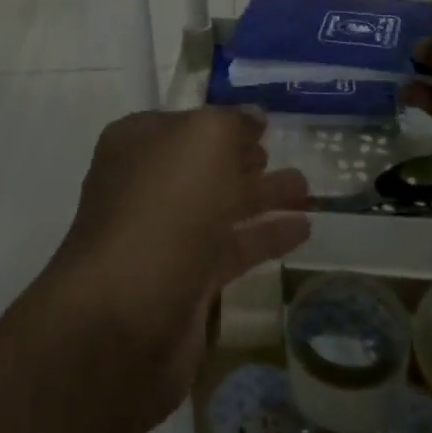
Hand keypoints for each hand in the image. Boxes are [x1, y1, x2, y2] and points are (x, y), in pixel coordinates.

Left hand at [49, 108, 309, 427]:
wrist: (124, 316)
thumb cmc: (164, 207)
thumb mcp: (204, 140)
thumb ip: (232, 123)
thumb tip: (252, 117)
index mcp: (138, 143)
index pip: (187, 123)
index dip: (224, 122)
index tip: (265, 125)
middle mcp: (145, 185)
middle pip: (203, 165)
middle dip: (245, 160)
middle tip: (286, 156)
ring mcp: (163, 236)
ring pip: (220, 207)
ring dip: (262, 196)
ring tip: (307, 191)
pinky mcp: (184, 283)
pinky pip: (231, 250)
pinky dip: (264, 238)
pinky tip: (303, 231)